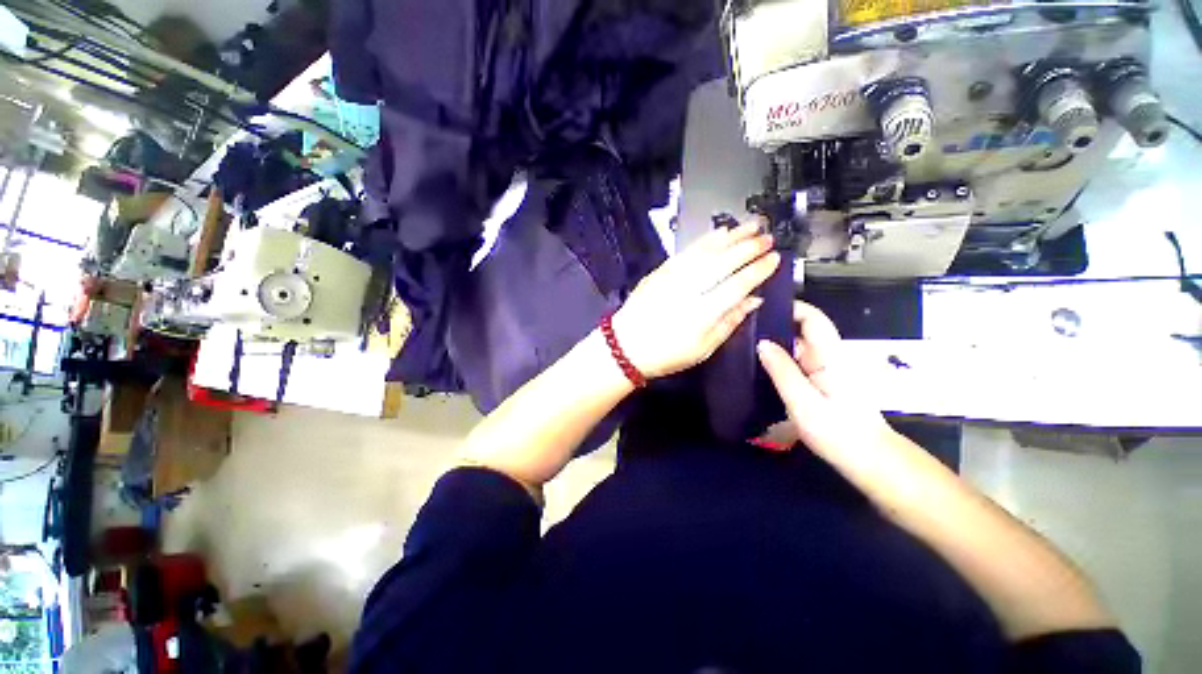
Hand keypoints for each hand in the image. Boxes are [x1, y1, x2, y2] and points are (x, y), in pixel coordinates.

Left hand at [611, 220, 780, 378]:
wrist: (625, 345)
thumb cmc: (665, 354)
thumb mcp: (703, 349)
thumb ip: (730, 322)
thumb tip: (753, 300)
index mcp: (703, 313)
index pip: (737, 284)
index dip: (758, 269)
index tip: (774, 258)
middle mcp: (689, 289)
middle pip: (724, 261)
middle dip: (749, 246)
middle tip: (767, 236)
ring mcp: (673, 277)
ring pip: (706, 250)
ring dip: (731, 236)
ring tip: (750, 225)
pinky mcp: (661, 271)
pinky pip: (687, 251)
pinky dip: (705, 240)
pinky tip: (718, 233)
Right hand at [756, 302, 896, 457]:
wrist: (868, 460)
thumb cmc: (839, 432)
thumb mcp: (803, 402)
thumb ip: (782, 371)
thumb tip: (761, 342)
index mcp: (830, 355)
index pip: (812, 318)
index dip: (789, 307)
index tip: (759, 308)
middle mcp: (828, 356)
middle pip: (800, 330)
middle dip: (773, 326)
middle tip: (740, 330)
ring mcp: (824, 369)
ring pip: (796, 347)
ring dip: (773, 344)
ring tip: (741, 346)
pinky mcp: (819, 381)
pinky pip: (796, 362)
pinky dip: (777, 360)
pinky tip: (757, 366)